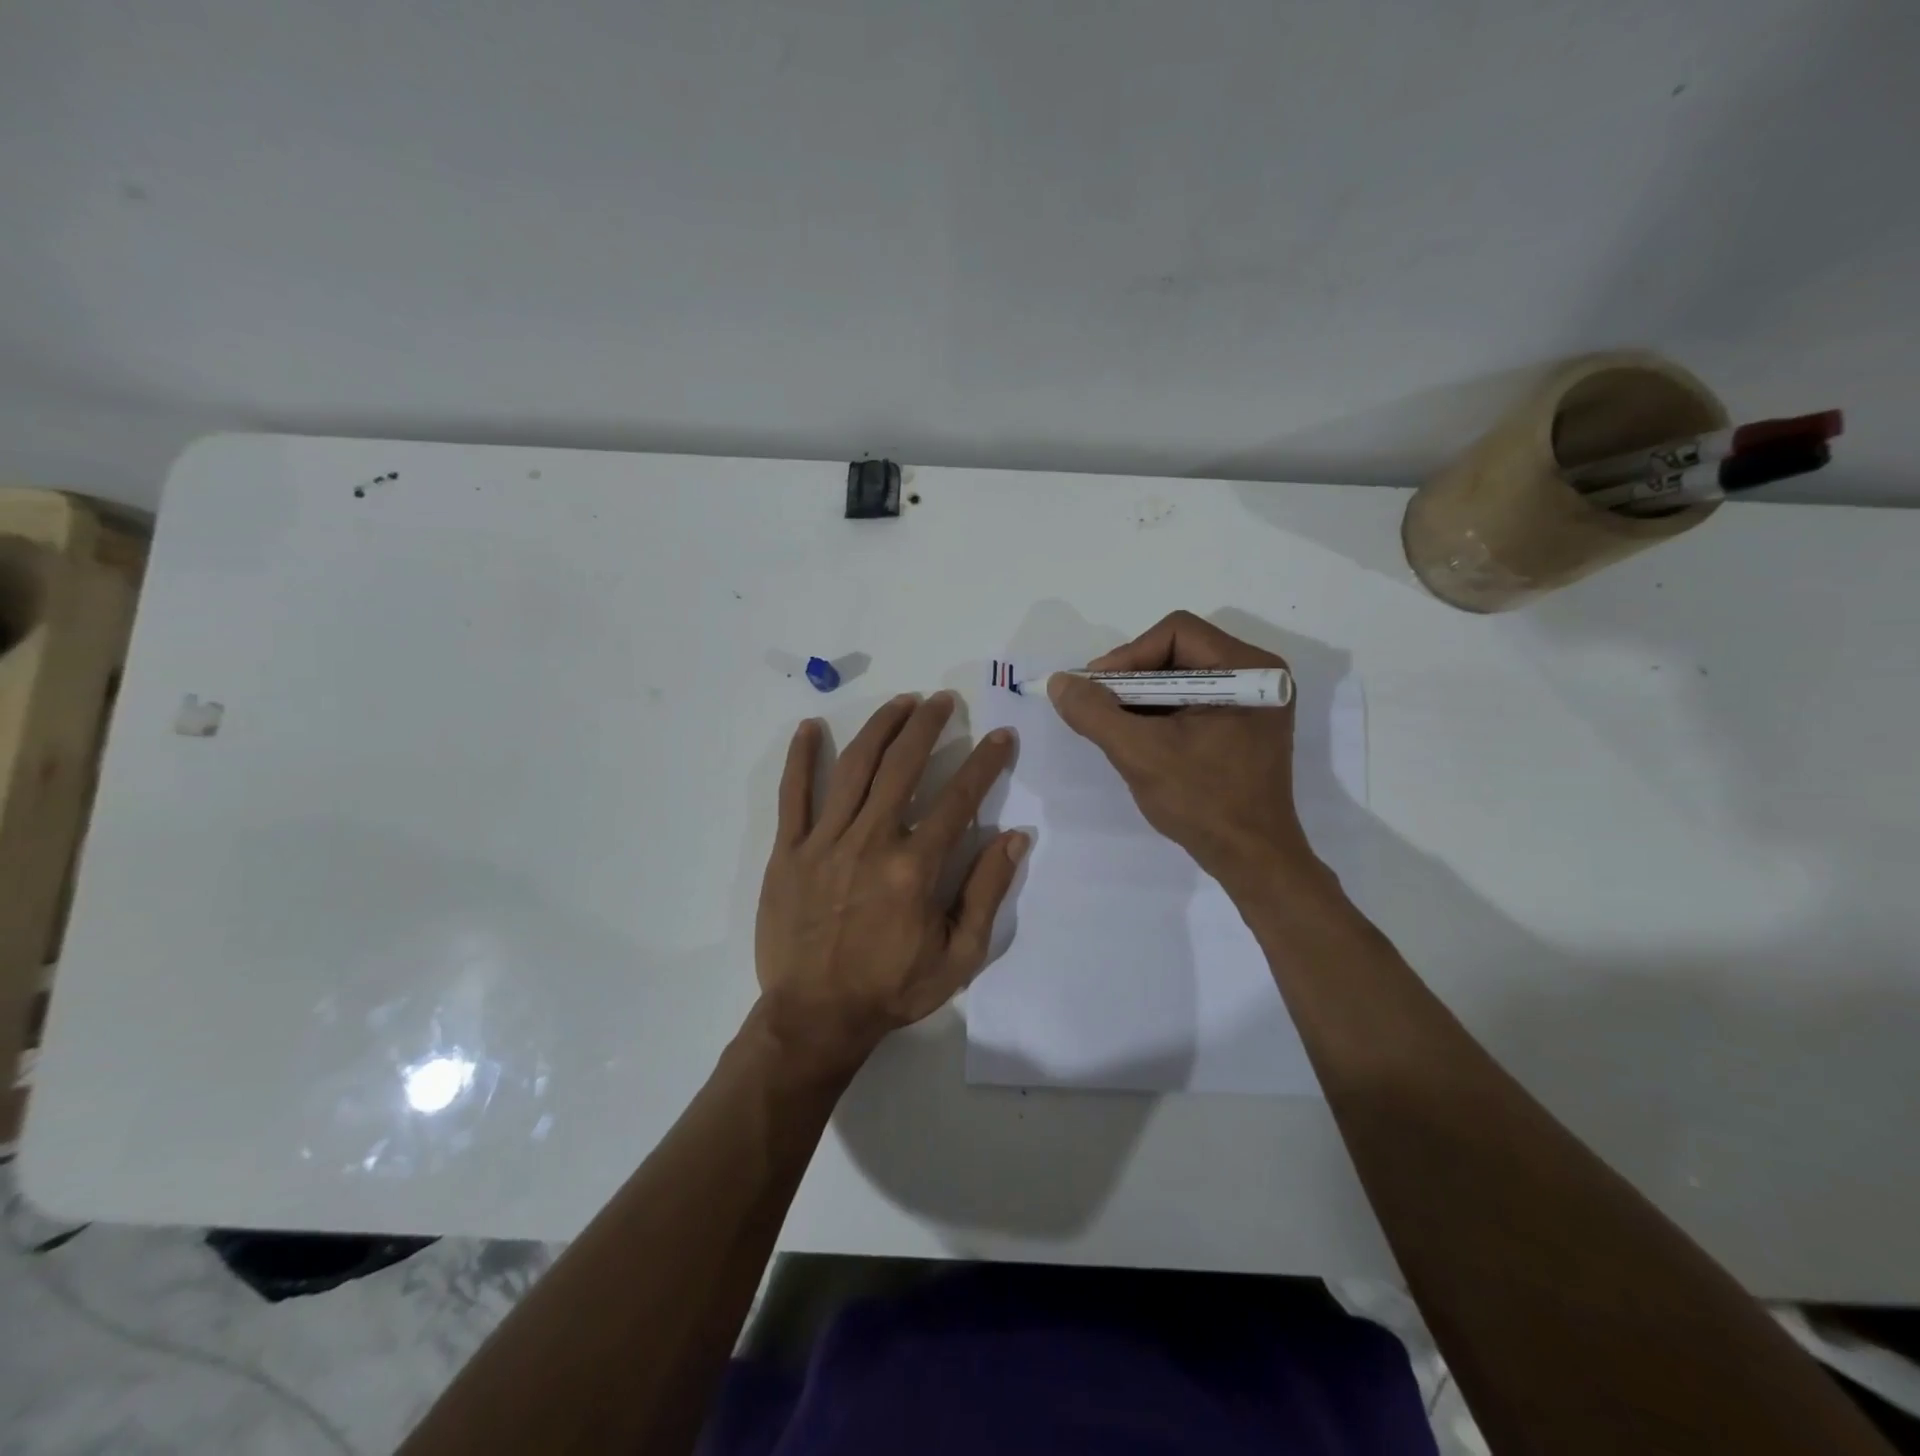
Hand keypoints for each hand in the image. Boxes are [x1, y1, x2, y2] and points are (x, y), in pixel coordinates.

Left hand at [754, 692, 1029, 1079]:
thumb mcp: (959, 956)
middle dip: (928, 726)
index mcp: (915, 868)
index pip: (959, 798)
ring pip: (854, 767)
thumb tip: (1015, 837)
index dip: (985, 762)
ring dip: (880, 727)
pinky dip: (802, 758)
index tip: (1001, 736)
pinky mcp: (789, 851)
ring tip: (901, 702)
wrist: (816, 1017)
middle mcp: (871, 841)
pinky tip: (811, 727)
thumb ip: (986, 892)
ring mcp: (825, 842)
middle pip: (903, 766)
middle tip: (944, 700)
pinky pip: (793, 795)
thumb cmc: (892, 989)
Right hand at [1047, 611, 1328, 896]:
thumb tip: (1060, 683)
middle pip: (1177, 652)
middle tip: (1097, 706)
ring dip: (1140, 697)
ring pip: (1180, 678)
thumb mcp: (1140, 754)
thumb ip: (1095, 713)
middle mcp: (1256, 674)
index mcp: (1247, 669)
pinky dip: (1158, 713)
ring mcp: (1251, 702)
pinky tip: (1136, 738)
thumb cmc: (1203, 802)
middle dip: (1131, 679)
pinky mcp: (1242, 725)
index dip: (1128, 656)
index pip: (1176, 633)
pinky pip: (1190, 701)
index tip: (1095, 690)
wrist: (1252, 860)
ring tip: (1112, 725)